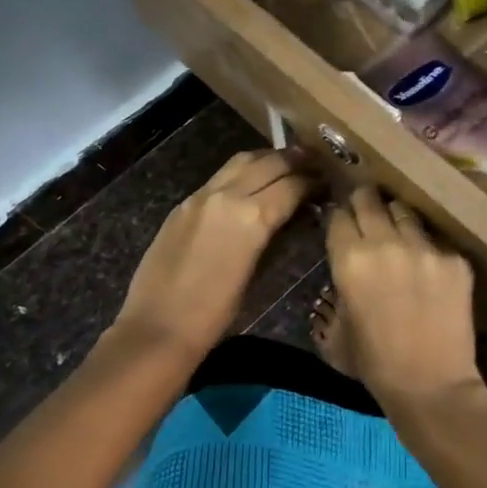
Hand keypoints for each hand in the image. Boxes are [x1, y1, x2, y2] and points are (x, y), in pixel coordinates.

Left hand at [114, 149, 313, 360]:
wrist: (158, 328)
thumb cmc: (216, 316)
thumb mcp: (258, 275)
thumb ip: (277, 238)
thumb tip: (295, 217)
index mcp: (252, 218)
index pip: (292, 185)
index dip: (314, 181)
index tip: (328, 183)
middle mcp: (228, 196)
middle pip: (270, 162)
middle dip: (296, 160)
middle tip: (315, 164)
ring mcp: (201, 196)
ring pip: (242, 161)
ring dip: (268, 159)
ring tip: (286, 165)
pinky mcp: (184, 204)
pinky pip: (220, 176)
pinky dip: (243, 171)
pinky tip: (252, 183)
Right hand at [325, 186, 484, 417]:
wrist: (431, 385)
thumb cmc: (374, 363)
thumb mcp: (336, 327)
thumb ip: (337, 289)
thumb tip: (344, 267)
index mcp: (349, 260)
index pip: (338, 215)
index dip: (338, 216)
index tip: (342, 221)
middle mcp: (386, 243)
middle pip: (369, 200)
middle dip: (364, 202)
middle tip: (366, 209)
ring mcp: (425, 248)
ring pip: (404, 211)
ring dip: (396, 219)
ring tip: (398, 232)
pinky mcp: (455, 259)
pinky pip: (435, 239)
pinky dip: (427, 247)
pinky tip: (427, 266)